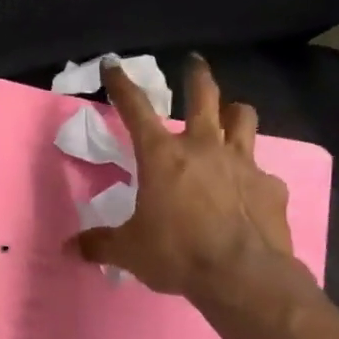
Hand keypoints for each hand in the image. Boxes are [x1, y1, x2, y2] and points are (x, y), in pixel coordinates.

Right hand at [71, 56, 300, 305]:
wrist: (242, 275)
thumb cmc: (178, 254)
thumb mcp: (130, 251)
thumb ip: (100, 245)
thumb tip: (68, 249)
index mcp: (162, 156)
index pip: (135, 109)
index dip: (121, 84)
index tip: (112, 64)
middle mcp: (204, 148)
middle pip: (204, 95)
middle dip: (197, 75)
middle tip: (195, 63)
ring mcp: (242, 163)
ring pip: (243, 118)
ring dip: (234, 112)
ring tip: (230, 115)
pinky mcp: (270, 186)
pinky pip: (262, 171)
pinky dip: (253, 176)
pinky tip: (249, 193)